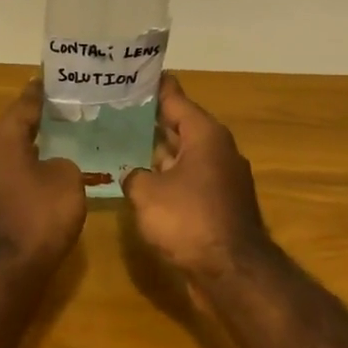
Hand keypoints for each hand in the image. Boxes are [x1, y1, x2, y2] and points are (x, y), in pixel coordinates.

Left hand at [0, 81, 87, 282]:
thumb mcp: (66, 180)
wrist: (5, 272)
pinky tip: (48, 177)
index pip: (24, 104)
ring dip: (33, 150)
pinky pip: (8, 177)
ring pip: (10, 154)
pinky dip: (27, 173)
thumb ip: (64, 161)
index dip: (42, 92)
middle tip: (69, 113)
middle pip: (15, 128)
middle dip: (40, 121)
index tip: (55, 79)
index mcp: (0, 138)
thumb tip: (53, 165)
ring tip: (63, 143)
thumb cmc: (38, 217)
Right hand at [122, 74, 272, 283]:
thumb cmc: (189, 220)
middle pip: (179, 126)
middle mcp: (217, 150)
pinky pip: (186, 180)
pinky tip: (139, 181)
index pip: (175, 99)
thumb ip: (133, 175)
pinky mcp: (218, 205)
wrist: (231, 273)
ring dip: (155, 152)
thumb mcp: (147, 193)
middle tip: (115, 109)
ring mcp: (220, 179)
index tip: (133, 74)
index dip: (154, 87)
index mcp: (205, 135)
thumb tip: (132, 174)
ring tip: (120, 142)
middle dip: (150, 120)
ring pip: (182, 155)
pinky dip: (165, 177)